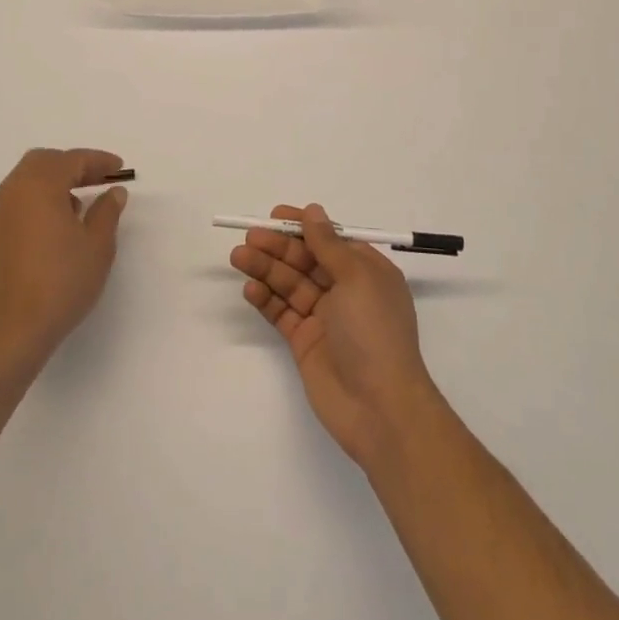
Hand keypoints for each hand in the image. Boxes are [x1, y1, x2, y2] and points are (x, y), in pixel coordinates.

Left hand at [0, 148, 127, 380]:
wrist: (11, 332)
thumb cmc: (61, 283)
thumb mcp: (97, 246)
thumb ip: (107, 212)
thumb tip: (113, 192)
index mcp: (39, 186)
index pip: (72, 160)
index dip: (98, 161)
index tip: (119, 168)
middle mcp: (13, 192)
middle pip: (43, 162)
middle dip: (72, 165)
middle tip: (98, 179)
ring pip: (26, 181)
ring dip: (53, 182)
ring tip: (80, 204)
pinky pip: (17, 203)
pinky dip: (38, 201)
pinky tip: (56, 227)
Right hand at [230, 203, 443, 470]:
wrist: (379, 408)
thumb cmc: (374, 332)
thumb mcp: (356, 278)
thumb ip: (328, 244)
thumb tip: (314, 211)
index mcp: (366, 272)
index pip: (330, 239)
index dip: (303, 226)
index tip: (275, 215)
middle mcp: (345, 290)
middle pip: (305, 260)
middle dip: (278, 247)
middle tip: (250, 237)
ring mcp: (324, 317)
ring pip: (289, 284)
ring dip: (265, 269)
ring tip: (238, 257)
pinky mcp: (305, 342)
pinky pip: (281, 313)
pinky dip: (265, 299)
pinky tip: (249, 289)